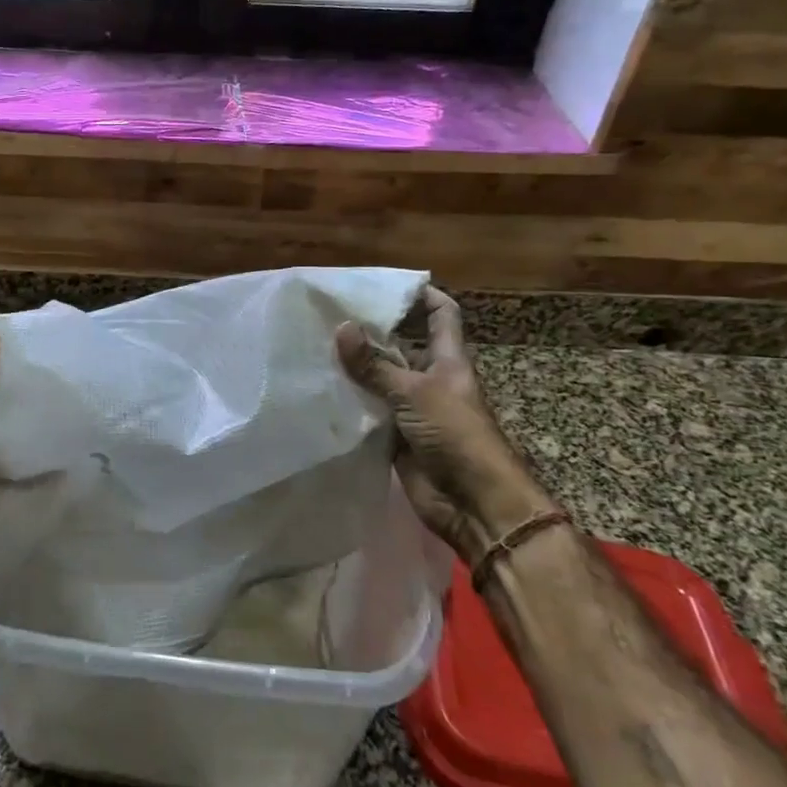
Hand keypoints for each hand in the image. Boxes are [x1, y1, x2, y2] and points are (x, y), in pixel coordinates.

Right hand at [334, 288, 555, 556]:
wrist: (473, 503)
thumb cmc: (455, 434)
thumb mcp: (414, 392)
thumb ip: (375, 365)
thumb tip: (341, 327)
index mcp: (447, 359)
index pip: (441, 315)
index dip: (421, 295)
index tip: (385, 283)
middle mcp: (430, 379)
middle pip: (402, 346)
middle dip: (371, 333)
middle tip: (328, 316)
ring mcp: (413, 410)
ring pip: (381, 381)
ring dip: (355, 371)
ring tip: (314, 348)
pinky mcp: (397, 438)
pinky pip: (371, 414)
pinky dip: (351, 405)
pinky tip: (320, 392)